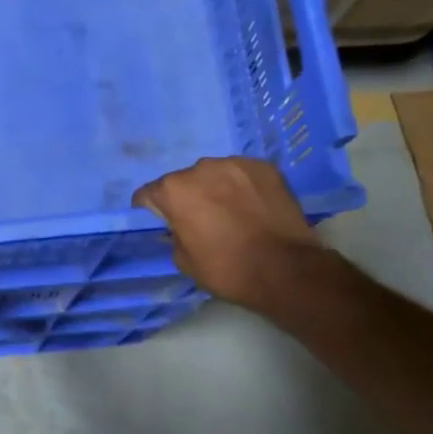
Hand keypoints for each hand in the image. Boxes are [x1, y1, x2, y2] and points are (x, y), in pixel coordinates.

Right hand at [133, 157, 323, 310]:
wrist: (284, 269)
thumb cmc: (226, 268)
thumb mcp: (183, 260)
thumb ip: (174, 234)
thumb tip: (179, 226)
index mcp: (174, 190)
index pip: (148, 194)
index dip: (150, 208)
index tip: (160, 220)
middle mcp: (200, 168)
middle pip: (184, 181)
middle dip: (187, 196)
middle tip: (201, 219)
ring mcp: (235, 164)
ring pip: (215, 174)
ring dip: (216, 188)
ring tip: (230, 211)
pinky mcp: (265, 167)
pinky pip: (242, 174)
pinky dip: (242, 186)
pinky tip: (253, 206)